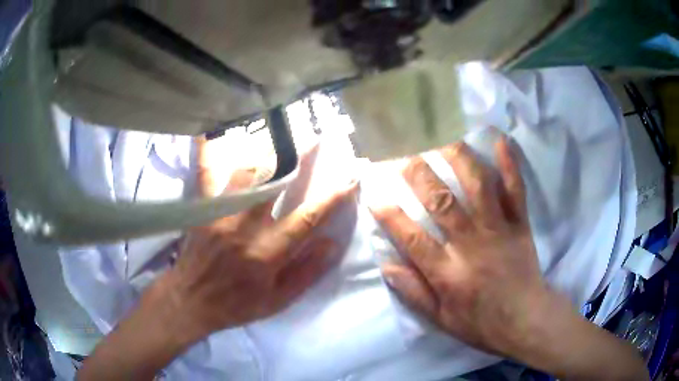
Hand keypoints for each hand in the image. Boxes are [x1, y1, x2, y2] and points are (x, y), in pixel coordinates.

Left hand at [154, 138, 357, 341]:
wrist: (191, 300)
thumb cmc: (238, 304)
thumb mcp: (278, 300)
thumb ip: (307, 272)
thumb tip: (332, 242)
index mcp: (267, 253)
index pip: (307, 218)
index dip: (332, 197)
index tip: (350, 177)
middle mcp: (244, 227)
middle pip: (275, 183)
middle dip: (299, 156)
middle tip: (315, 136)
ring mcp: (220, 214)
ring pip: (245, 172)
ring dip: (266, 151)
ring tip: (280, 133)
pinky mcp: (202, 209)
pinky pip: (204, 174)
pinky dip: (207, 151)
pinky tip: (209, 131)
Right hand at [370, 138, 544, 355]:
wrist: (527, 319)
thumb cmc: (481, 323)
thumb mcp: (441, 320)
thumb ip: (413, 293)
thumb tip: (386, 264)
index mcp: (449, 273)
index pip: (413, 239)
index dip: (391, 215)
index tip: (374, 194)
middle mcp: (471, 245)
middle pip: (442, 203)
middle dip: (419, 175)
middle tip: (403, 154)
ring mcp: (499, 230)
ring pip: (478, 187)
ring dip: (459, 159)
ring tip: (441, 138)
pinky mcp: (520, 224)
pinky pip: (516, 190)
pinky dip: (509, 164)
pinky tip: (500, 139)